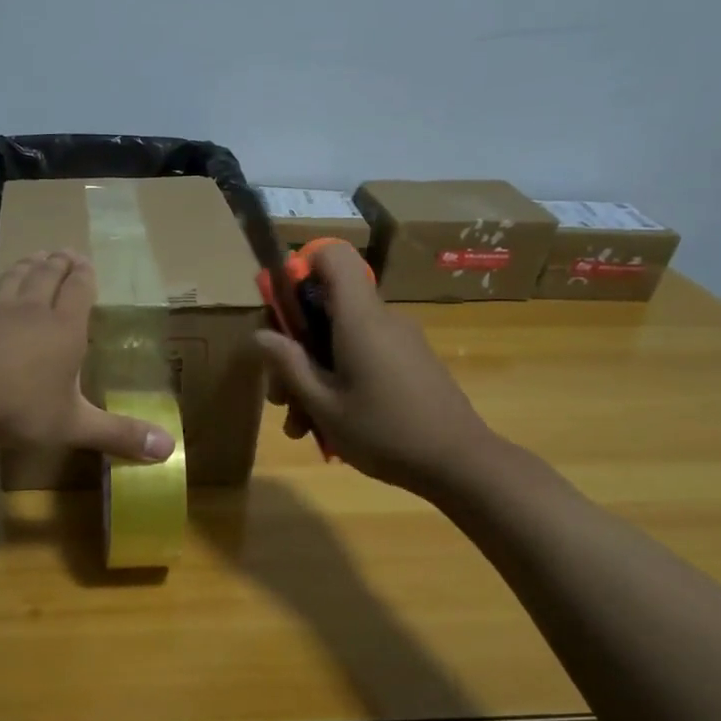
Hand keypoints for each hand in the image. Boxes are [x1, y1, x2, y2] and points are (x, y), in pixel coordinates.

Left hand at [0, 251, 175, 461]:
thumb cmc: (19, 404)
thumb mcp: (72, 425)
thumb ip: (118, 435)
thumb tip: (170, 450)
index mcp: (65, 328)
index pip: (78, 291)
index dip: (84, 276)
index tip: (87, 262)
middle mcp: (34, 311)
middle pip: (48, 276)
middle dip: (60, 263)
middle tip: (66, 252)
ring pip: (18, 277)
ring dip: (30, 264)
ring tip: (36, 256)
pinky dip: (2, 283)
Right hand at [253, 241, 493, 490]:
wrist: (460, 463)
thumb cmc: (385, 432)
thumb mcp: (324, 405)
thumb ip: (289, 365)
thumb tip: (260, 334)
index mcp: (359, 319)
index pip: (333, 257)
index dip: (301, 269)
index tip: (280, 311)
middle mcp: (381, 319)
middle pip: (326, 308)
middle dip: (294, 348)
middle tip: (280, 398)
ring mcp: (399, 340)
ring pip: (340, 340)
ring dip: (313, 376)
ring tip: (300, 427)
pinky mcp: (410, 362)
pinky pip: (363, 355)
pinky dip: (340, 381)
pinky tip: (329, 426)